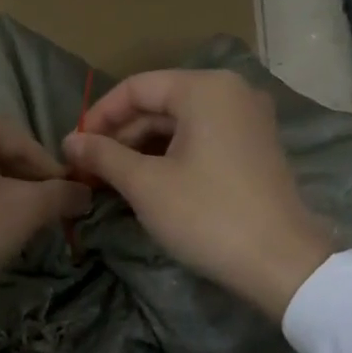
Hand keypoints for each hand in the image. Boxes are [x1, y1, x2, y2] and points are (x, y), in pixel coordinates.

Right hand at [62, 70, 335, 318]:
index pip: (136, 87)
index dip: (98, 116)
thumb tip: (69, 142)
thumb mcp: (146, 184)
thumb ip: (103, 155)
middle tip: (88, 168)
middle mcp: (231, 92)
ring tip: (111, 178)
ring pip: (179, 123)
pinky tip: (146, 181)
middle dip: (120, 134)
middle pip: (159, 103)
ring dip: (141, 147)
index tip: (73, 147)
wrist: (282, 264)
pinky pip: (201, 138)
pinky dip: (169, 155)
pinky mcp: (254, 147)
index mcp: (205, 89)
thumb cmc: (207, 216)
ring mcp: (247, 120)